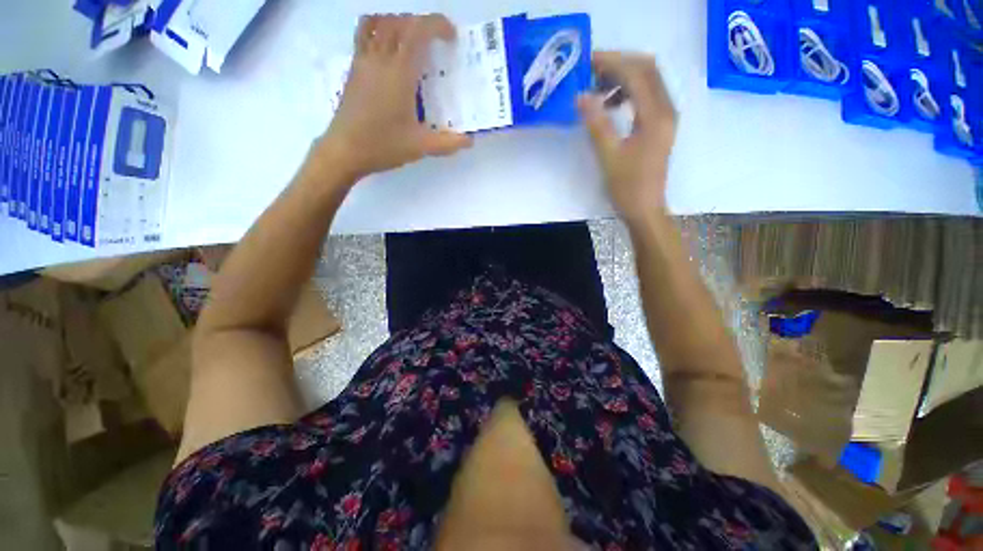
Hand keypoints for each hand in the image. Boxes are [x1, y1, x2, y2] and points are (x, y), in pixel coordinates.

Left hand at [315, 14, 472, 181]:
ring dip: (398, 23)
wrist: (345, 150)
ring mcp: (363, 61)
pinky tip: (388, 51)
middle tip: (435, 42)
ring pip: (379, 23)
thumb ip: (448, 143)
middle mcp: (380, 58)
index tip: (451, 36)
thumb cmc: (384, 145)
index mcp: (399, 72)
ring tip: (411, 40)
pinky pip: (364, 34)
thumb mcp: (421, 147)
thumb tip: (469, 141)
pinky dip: (379, 30)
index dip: (436, 25)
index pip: (417, 31)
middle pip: (399, 22)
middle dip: (421, 24)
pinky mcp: (353, 69)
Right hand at [577, 52, 676, 221]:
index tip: (586, 63)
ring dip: (623, 77)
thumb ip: (596, 124)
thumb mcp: (609, 157)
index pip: (637, 73)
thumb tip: (581, 96)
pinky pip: (646, 97)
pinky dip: (628, 93)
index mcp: (656, 116)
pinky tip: (610, 105)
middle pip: (647, 69)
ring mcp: (665, 117)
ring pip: (647, 81)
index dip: (612, 62)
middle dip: (618, 64)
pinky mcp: (660, 126)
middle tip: (590, 71)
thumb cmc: (627, 188)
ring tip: (597, 89)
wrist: (645, 210)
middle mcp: (666, 109)